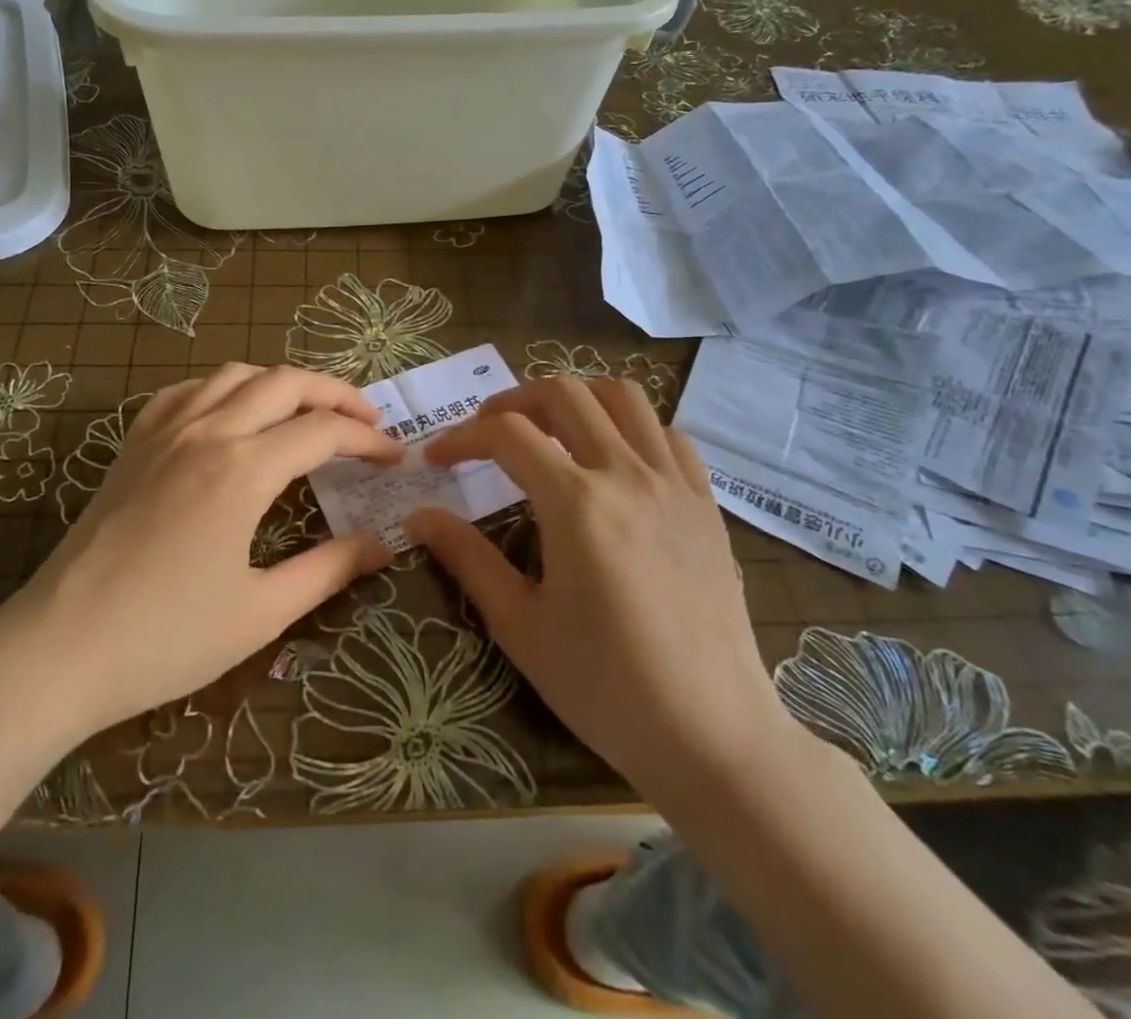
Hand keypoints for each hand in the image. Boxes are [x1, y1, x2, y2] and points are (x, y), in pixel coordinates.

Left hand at [0, 365, 400, 745]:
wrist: (58, 649)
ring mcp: (165, 430)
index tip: (395, 459)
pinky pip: (187, 390)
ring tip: (308, 411)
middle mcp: (208, 431)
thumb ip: (328, 569)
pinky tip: (232, 413)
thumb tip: (382, 544)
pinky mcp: (134, 442)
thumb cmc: (165, 638)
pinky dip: (225, 388)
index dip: (368, 441)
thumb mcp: (261, 612)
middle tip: (367, 421)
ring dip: (283, 382)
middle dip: (336, 393)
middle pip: (286, 383)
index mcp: (243, 469)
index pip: (324, 432)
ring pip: (236, 374)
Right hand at [406, 377, 794, 794]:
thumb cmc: (605, 686)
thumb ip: (467, 558)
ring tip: (551, 429)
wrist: (712, 735)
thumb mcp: (520, 625)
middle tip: (489, 431)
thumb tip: (418, 517)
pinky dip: (633, 428)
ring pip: (623, 397)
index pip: (506, 435)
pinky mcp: (706, 503)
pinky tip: (615, 461)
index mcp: (575, 502)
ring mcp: (674, 483)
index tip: (438, 458)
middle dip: (514, 401)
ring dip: (578, 399)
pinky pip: (669, 434)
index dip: (462, 437)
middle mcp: (626, 474)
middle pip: (564, 395)